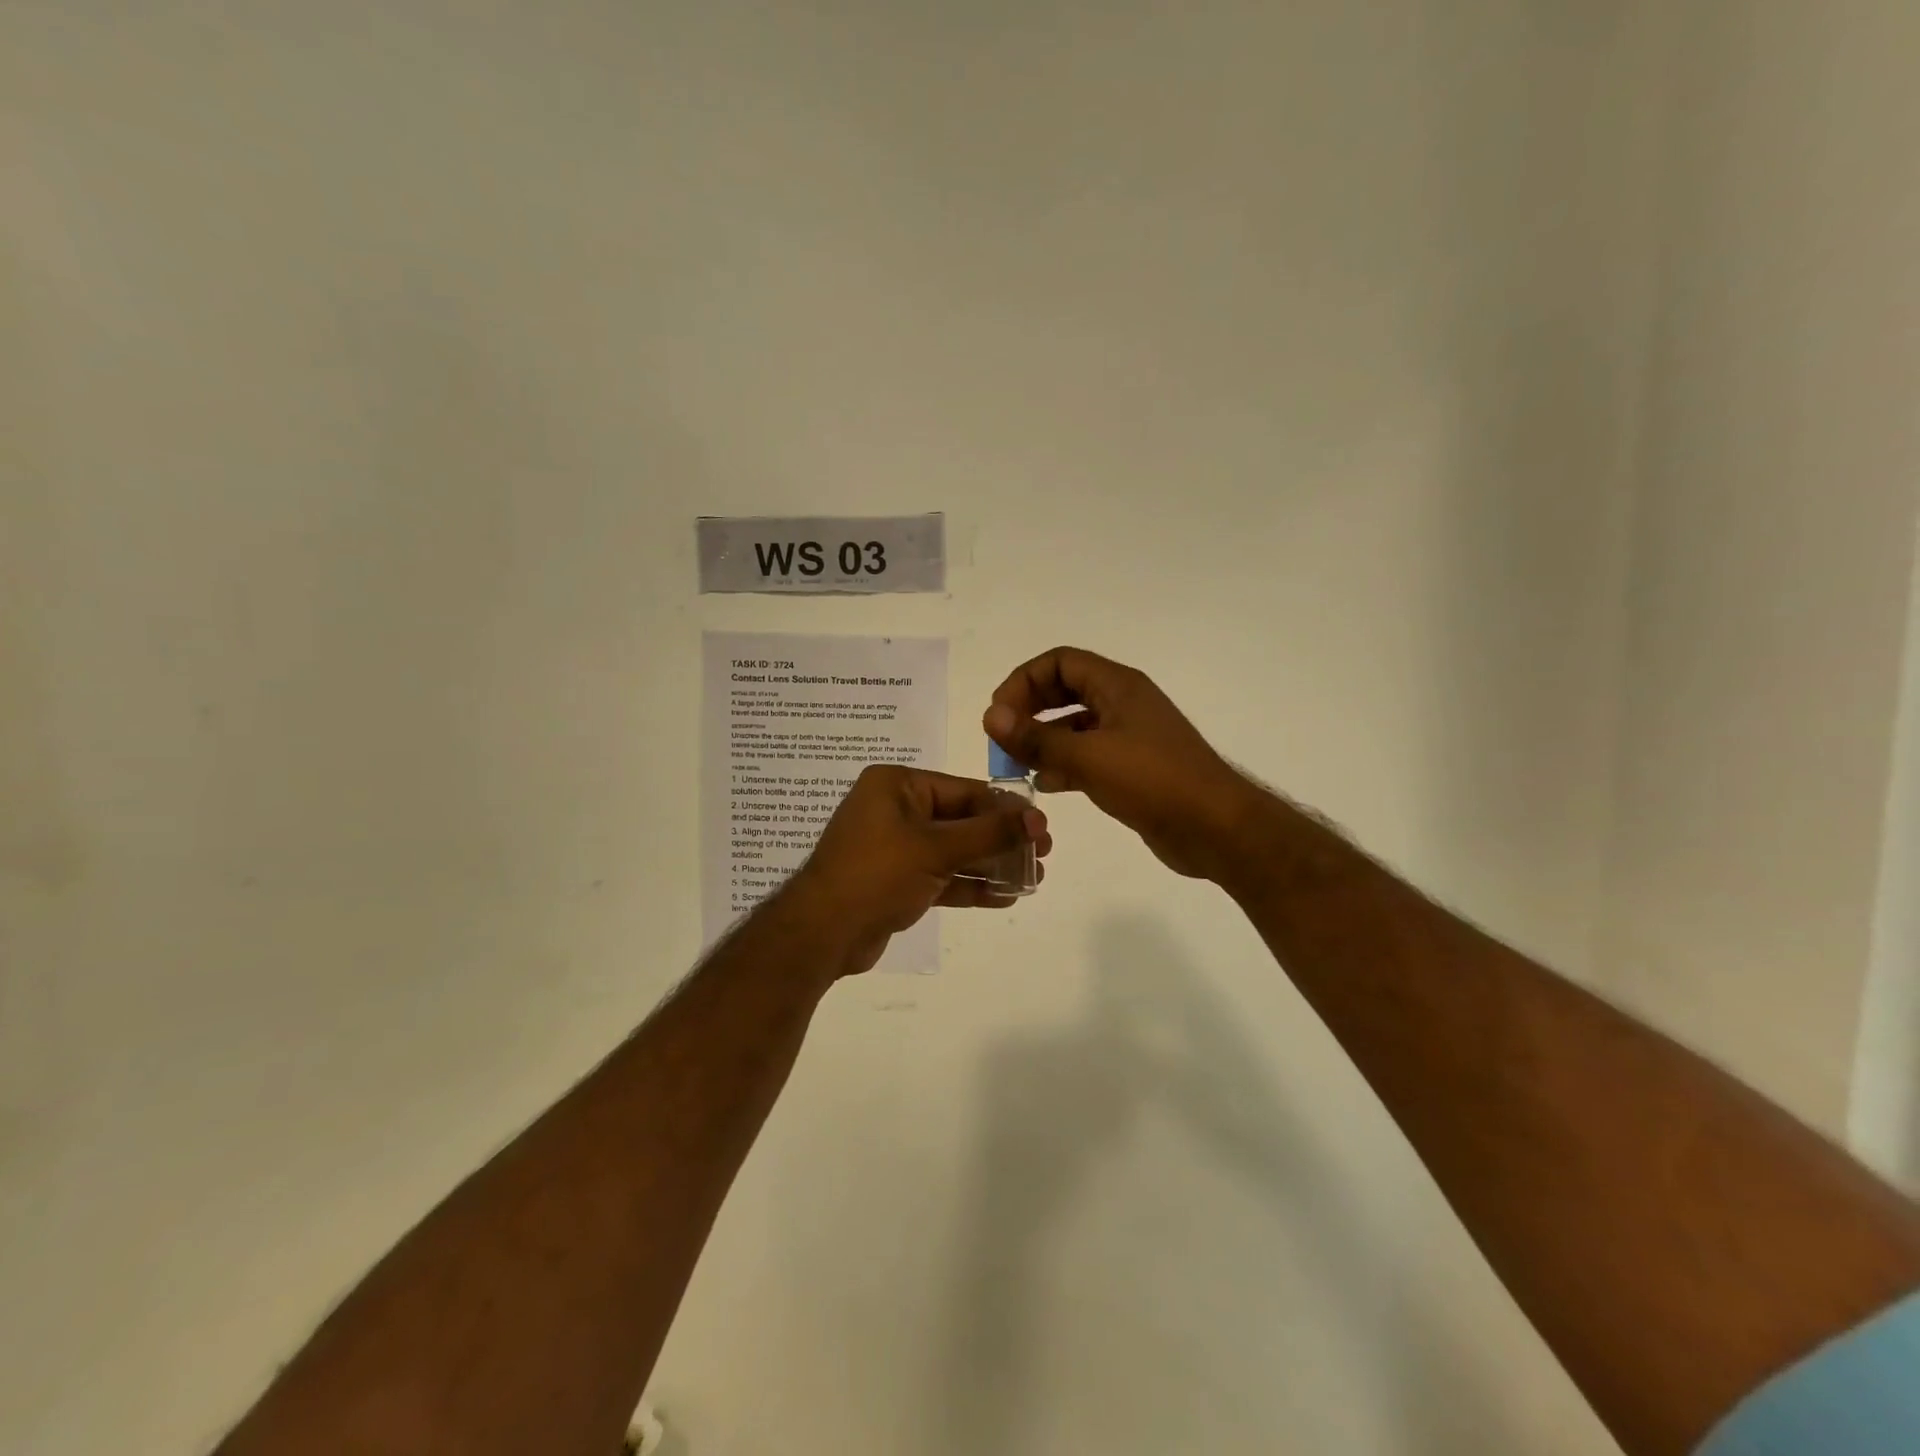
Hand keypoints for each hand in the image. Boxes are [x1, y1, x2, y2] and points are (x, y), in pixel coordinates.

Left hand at [788, 765, 1051, 975]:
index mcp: (897, 785)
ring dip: (991, 865)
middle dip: (1001, 840)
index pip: (964, 790)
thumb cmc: (877, 874)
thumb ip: (990, 833)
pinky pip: (941, 875)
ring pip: (954, 851)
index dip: (1005, 809)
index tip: (1042, 826)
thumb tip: (1038, 819)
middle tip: (1043, 854)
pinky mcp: (897, 880)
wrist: (822, 933)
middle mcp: (895, 809)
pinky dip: (969, 885)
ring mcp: (895, 846)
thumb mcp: (936, 848)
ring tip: (1033, 878)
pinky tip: (1005, 896)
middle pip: (961, 820)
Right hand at [984, 647, 1260, 881]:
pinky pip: (1088, 755)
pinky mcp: (1132, 768)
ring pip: (1075, 725)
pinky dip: (1064, 764)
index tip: (1000, 714)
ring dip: (1044, 739)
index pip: (1059, 662)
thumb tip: (990, 716)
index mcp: (1117, 686)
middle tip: (1004, 737)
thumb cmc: (1153, 781)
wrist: (1215, 828)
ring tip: (1018, 765)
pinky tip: (1046, 785)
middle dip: (1029, 709)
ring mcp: (1129, 736)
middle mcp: (1123, 703)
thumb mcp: (1088, 757)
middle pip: (1064, 689)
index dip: (1024, 680)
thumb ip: (1036, 738)